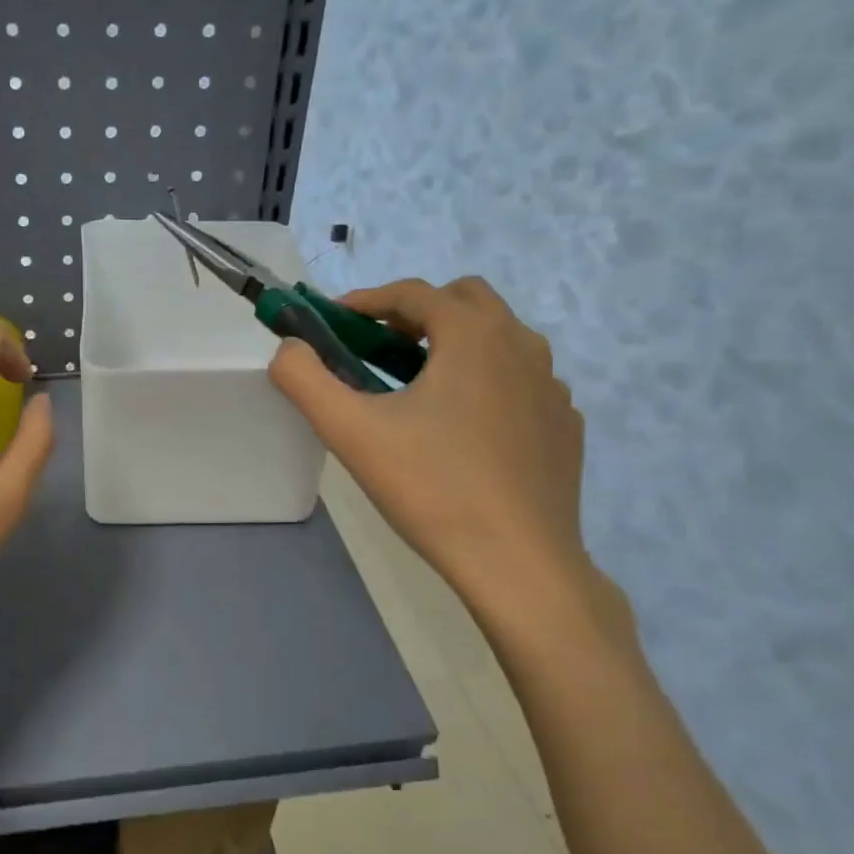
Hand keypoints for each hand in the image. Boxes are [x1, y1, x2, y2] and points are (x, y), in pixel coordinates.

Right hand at [271, 277, 605, 638]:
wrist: (517, 561)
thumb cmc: (431, 488)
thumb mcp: (351, 432)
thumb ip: (305, 381)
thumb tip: (289, 350)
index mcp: (473, 335)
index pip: (414, 292)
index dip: (367, 300)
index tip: (334, 321)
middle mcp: (522, 345)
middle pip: (465, 301)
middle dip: (417, 313)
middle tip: (378, 349)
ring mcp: (551, 387)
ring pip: (499, 340)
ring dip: (454, 345)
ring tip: (418, 389)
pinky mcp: (564, 425)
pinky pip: (520, 382)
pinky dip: (487, 383)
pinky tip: (463, 429)